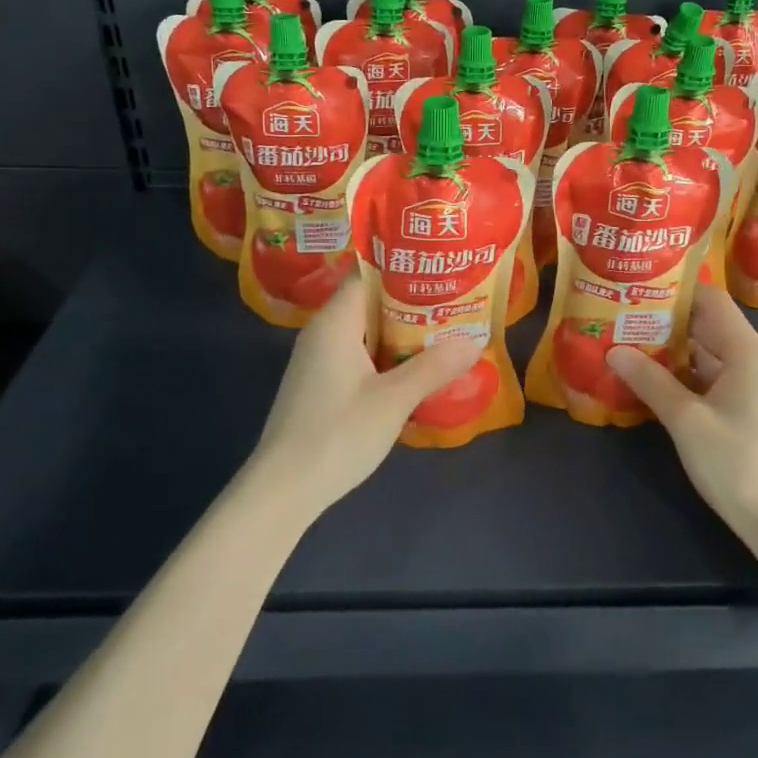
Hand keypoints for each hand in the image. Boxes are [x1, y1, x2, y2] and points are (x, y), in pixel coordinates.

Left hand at [245, 276, 481, 517]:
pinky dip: (387, 353)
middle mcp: (323, 332)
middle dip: (412, 299)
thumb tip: (474, 341)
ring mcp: (319, 360)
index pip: (368, 273)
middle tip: (454, 297)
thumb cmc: (337, 435)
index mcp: (335, 323)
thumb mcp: (394, 400)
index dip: (403, 266)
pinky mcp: (321, 384)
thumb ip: (434, 367)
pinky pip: (359, 353)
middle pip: (370, 300)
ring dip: (402, 329)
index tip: (440, 265)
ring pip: (366, 330)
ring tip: (445, 327)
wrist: (282, 492)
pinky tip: (416, 366)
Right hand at [607, 284, 757, 539]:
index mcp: (746, 351)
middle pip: (705, 323)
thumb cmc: (736, 463)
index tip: (636, 287)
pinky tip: (646, 375)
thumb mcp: (686, 420)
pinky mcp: (741, 405)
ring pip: (703, 350)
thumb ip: (650, 381)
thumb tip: (613, 350)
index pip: (710, 300)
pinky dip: (679, 372)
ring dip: (668, 347)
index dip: (674, 290)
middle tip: (620, 313)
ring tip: (624, 339)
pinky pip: (706, 375)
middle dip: (663, 318)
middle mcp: (750, 359)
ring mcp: (747, 384)